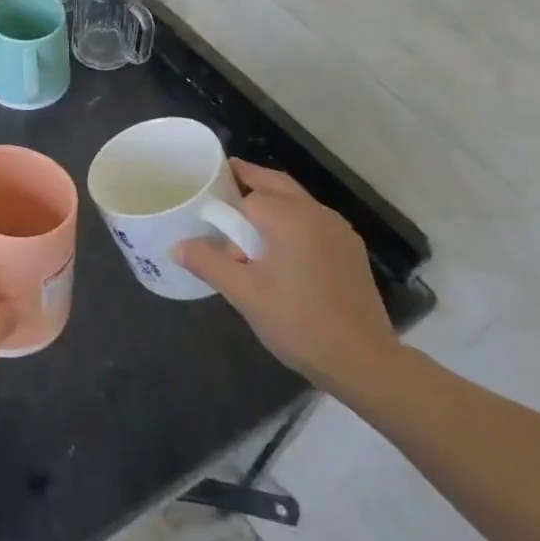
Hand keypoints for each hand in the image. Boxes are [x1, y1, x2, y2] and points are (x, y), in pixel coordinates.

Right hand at [171, 160, 398, 393]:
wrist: (364, 361)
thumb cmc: (298, 322)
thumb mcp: (244, 294)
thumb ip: (208, 263)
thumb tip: (175, 246)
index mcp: (289, 217)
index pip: (248, 197)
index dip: (226, 210)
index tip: (210, 222)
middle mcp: (316, 213)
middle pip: (276, 183)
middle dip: (249, 179)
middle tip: (223, 182)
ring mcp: (338, 230)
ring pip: (297, 199)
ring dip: (272, 199)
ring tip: (247, 219)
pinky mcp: (351, 249)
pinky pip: (314, 219)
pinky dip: (293, 218)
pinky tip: (282, 247)